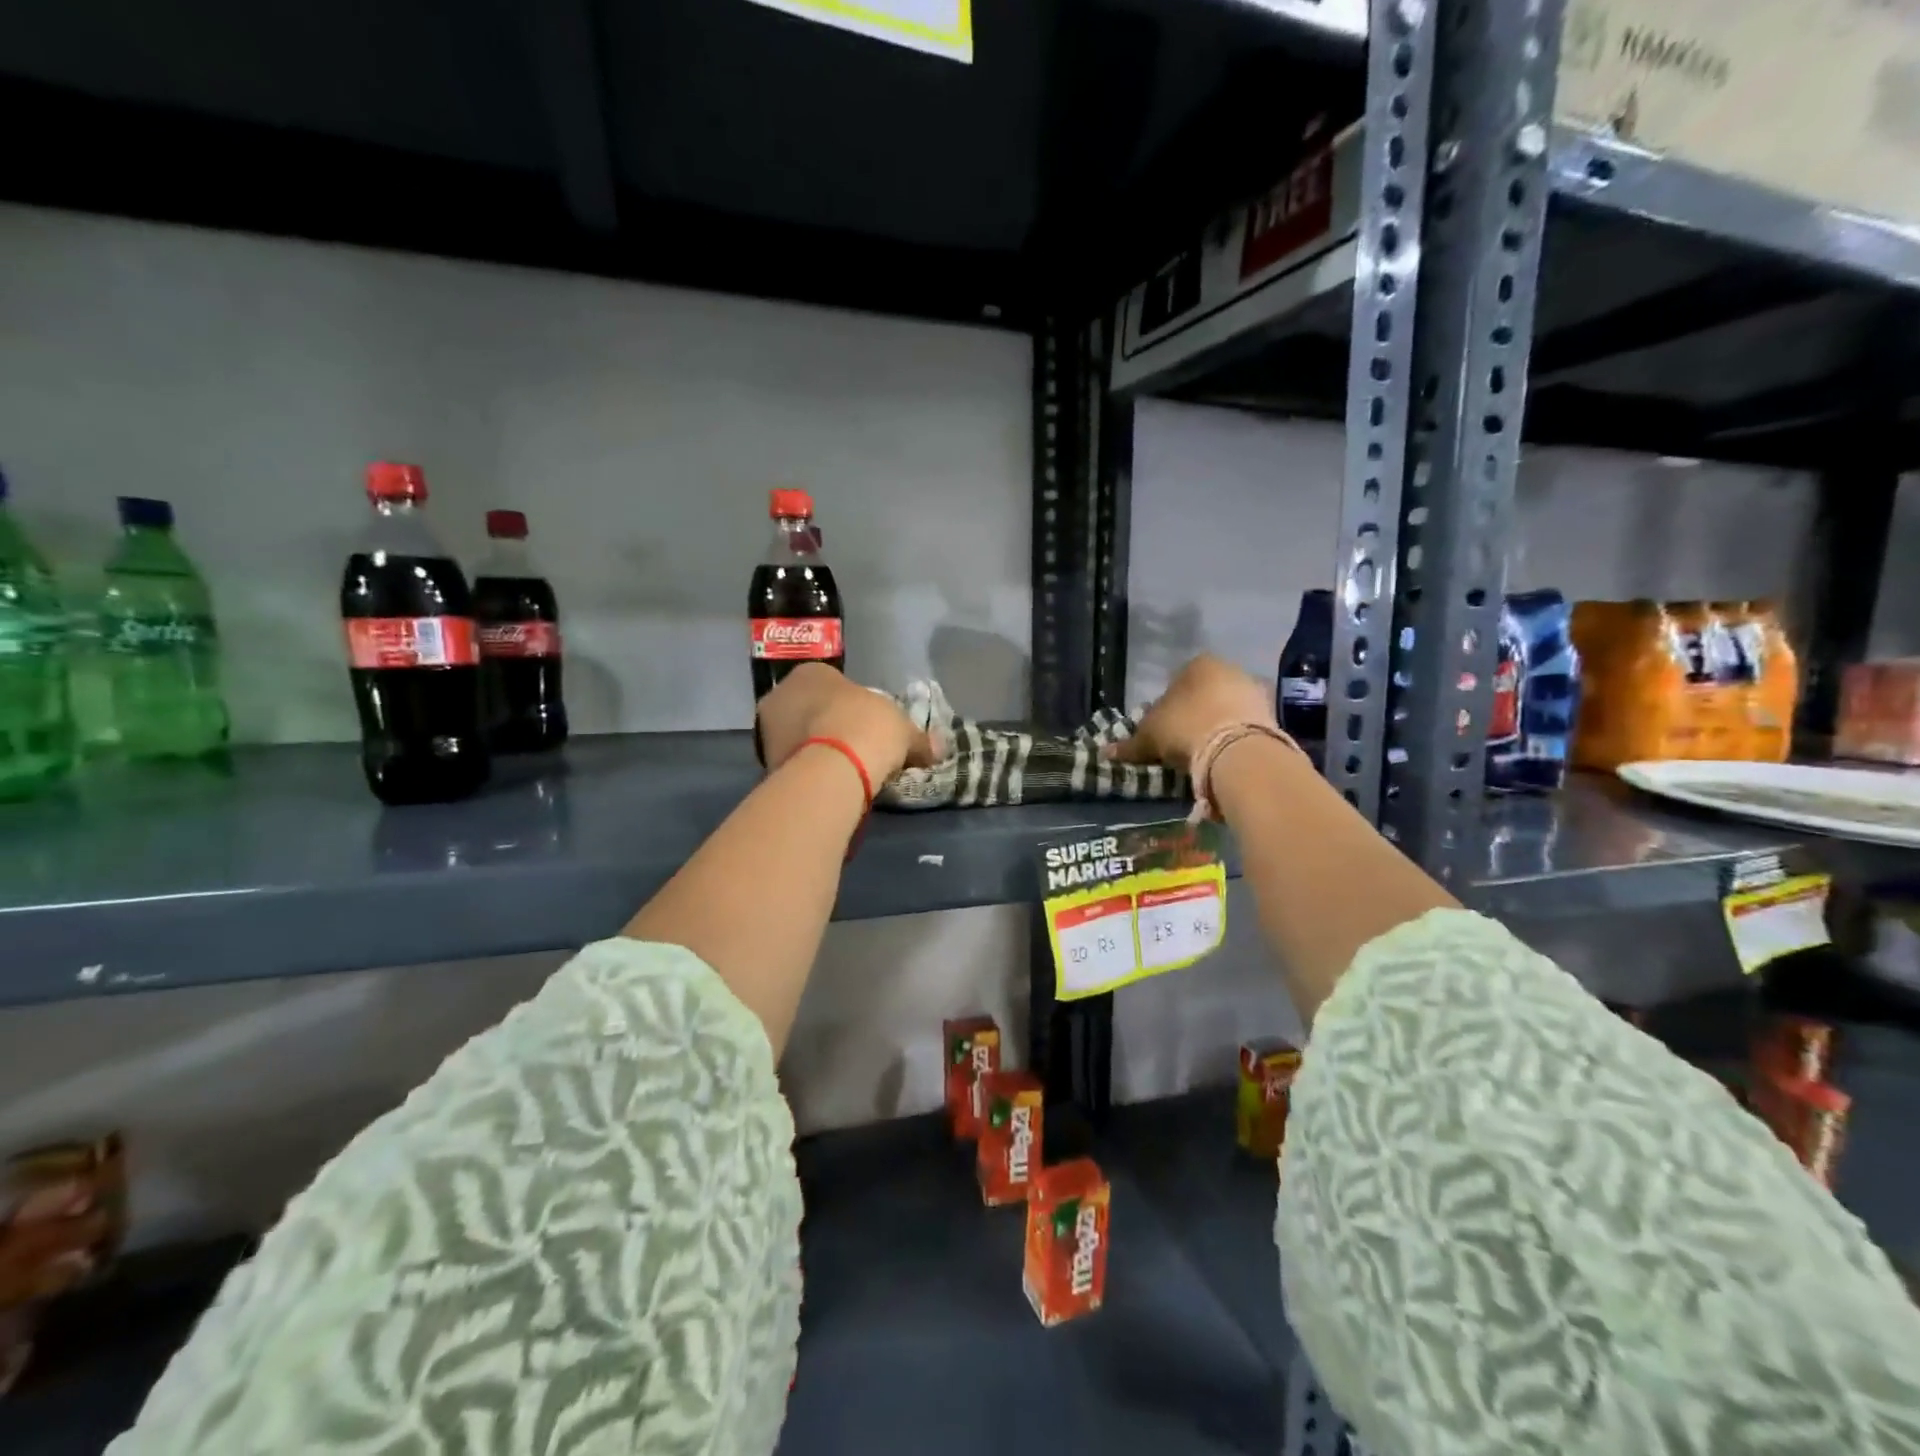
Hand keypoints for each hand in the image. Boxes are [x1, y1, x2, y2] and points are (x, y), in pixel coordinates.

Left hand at [755, 663, 934, 788]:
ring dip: (816, 749)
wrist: (833, 768)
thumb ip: (920, 739)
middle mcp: (782, 693)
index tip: (867, 726)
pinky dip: (808, 771)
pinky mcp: (765, 762)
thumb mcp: (903, 730)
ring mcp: (768, 729)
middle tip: (855, 748)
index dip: (852, 705)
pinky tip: (828, 784)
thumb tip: (940, 749)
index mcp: (812, 672)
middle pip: (810, 709)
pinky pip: (794, 762)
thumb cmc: (867, 727)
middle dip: (829, 726)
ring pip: (798, 737)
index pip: (831, 684)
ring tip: (844, 771)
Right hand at [1106, 655, 1276, 770]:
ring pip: (1227, 708)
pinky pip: (1245, 725)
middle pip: (1205, 693)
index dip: (1166, 707)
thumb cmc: (1185, 728)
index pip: (1175, 681)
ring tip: (1203, 752)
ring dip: (1216, 725)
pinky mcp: (1273, 715)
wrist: (1237, 750)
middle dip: (1194, 713)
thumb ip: (1129, 744)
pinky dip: (1234, 737)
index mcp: (1198, 663)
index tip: (1163, 730)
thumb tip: (1104, 752)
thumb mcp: (1149, 737)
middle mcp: (1229, 668)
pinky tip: (1224, 756)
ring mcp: (1255, 690)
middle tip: (1182, 742)